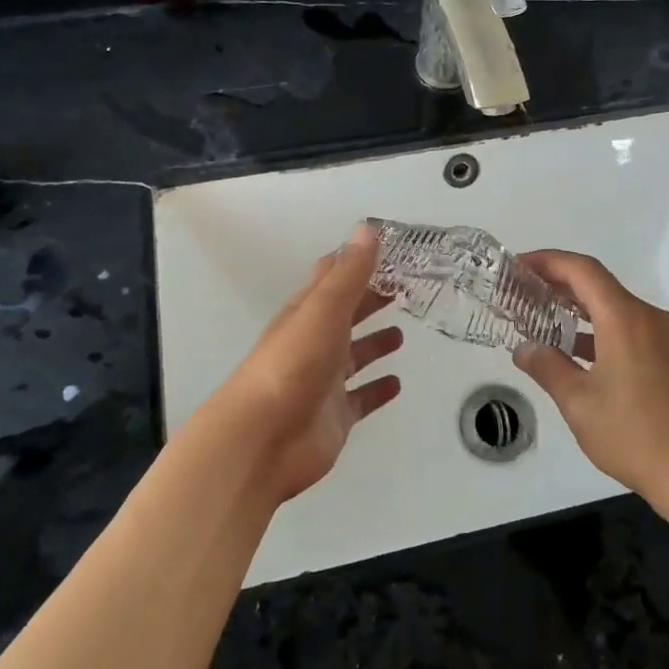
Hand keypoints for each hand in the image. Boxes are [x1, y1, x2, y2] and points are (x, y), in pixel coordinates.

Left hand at [207, 222, 402, 503]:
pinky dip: (377, 389)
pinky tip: (397, 383)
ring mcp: (324, 381)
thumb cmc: (293, 365)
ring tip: (402, 334)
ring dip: (374, 344)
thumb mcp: (323, 310)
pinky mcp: (335, 416)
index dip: (356, 262)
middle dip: (370, 301)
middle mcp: (314, 343)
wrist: (263, 440)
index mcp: (306, 313)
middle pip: (346, 315)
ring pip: (353, 356)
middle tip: (405, 289)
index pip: (331, 278)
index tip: (389, 250)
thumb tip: (367, 228)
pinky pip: (360, 398)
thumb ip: (350, 273)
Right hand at [512, 250, 668, 512]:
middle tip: (526, 295)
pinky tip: (588, 356)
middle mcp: (652, 318)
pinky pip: (638, 330)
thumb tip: (525, 349)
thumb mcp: (579, 404)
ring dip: (584, 312)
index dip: (548, 261)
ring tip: (550, 326)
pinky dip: (607, 332)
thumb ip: (548, 368)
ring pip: (620, 310)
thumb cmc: (635, 436)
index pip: (583, 270)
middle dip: (561, 286)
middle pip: (601, 287)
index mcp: (625, 319)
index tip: (519, 266)